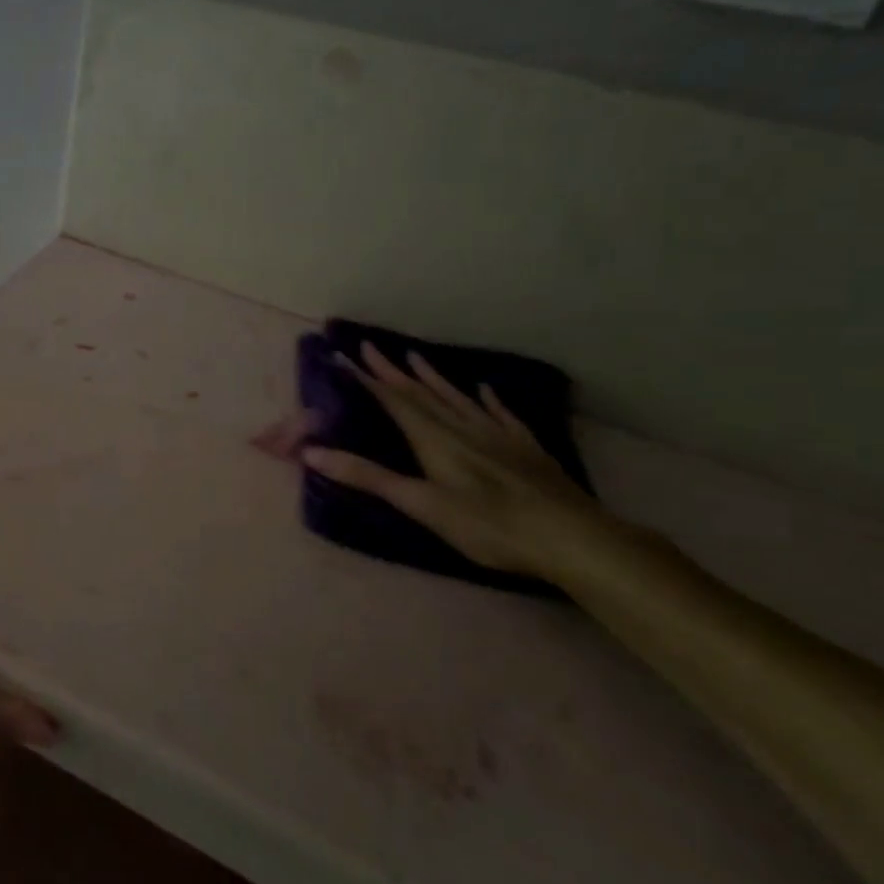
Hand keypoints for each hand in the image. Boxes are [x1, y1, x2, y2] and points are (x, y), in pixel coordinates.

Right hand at [301, 342, 622, 577]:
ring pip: (457, 398)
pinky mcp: (526, 449)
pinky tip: (485, 389)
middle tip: (370, 346)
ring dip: (432, 377)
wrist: (572, 538)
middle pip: (421, 393)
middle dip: (391, 371)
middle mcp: (462, 428)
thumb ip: (368, 477)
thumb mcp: (421, 504)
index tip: (343, 355)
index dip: (366, 378)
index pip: (392, 400)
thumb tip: (311, 452)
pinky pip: (501, 414)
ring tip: (414, 356)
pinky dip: (488, 400)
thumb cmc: (489, 525)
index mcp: (434, 439)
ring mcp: (498, 436)